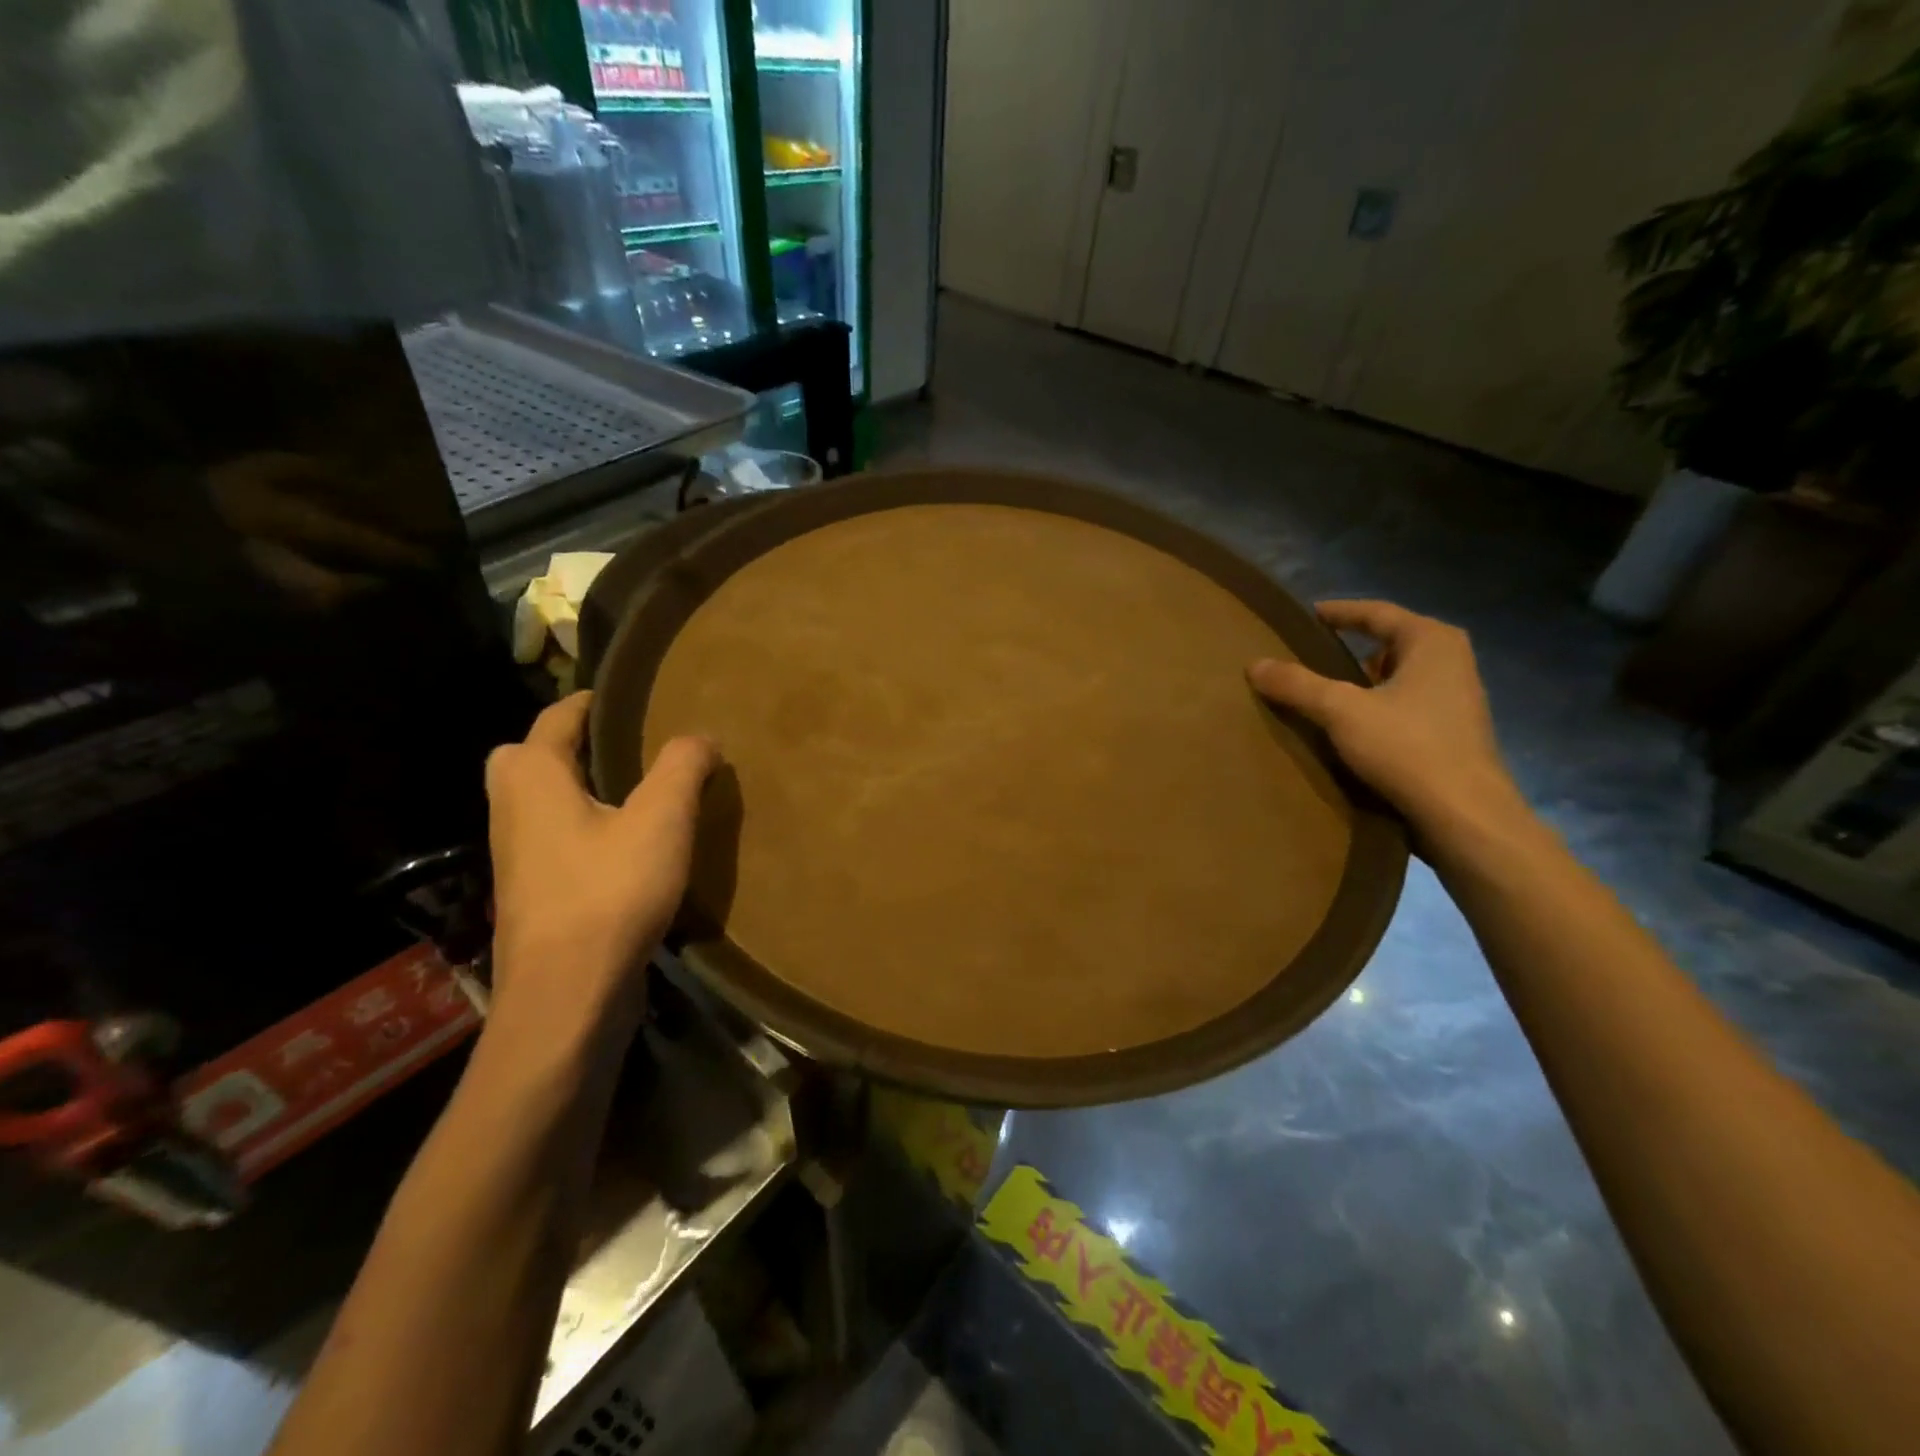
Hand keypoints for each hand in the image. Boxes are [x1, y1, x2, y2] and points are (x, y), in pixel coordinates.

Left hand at [484, 693, 718, 1039]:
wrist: (567, 994)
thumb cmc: (609, 892)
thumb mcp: (662, 819)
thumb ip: (682, 767)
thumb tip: (701, 737)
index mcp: (532, 777)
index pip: (556, 717)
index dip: (591, 701)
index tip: (630, 696)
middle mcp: (511, 809)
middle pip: (530, 758)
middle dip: (569, 745)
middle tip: (624, 748)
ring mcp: (517, 856)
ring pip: (541, 802)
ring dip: (579, 789)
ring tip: (638, 792)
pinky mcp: (533, 894)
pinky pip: (555, 839)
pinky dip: (584, 828)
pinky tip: (630, 846)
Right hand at [1248, 600, 1525, 843]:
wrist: (1464, 815)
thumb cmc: (1407, 747)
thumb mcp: (1341, 710)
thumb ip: (1297, 684)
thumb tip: (1254, 664)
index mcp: (1432, 641)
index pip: (1377, 613)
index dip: (1339, 611)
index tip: (1307, 615)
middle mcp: (1452, 661)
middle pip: (1392, 641)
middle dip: (1353, 646)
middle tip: (1312, 652)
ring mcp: (1458, 698)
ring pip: (1400, 675)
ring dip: (1365, 679)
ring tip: (1326, 690)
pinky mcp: (1454, 732)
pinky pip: (1407, 703)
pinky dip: (1378, 705)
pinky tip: (1354, 727)